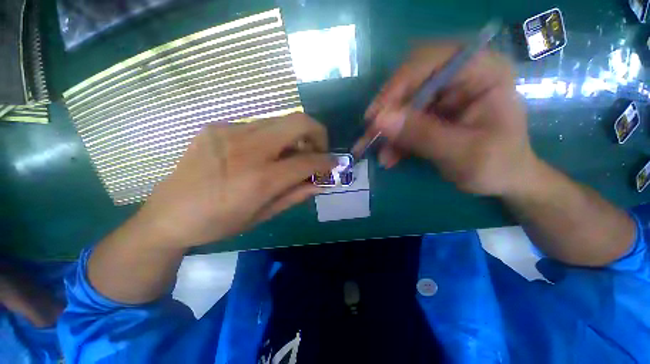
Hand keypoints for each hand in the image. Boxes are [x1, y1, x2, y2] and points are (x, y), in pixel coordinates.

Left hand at [138, 113, 334, 247]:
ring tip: (291, 154)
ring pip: (280, 120)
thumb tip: (322, 182)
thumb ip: (296, 194)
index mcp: (259, 179)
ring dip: (295, 136)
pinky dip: (272, 137)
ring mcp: (229, 132)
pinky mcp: (217, 126)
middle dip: (317, 134)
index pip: (307, 160)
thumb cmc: (219, 222)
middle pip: (298, 121)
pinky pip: (258, 125)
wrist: (168, 215)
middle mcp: (247, 148)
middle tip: (316, 151)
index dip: (327, 161)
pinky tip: (263, 153)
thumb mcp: (263, 215)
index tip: (334, 163)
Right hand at [354, 44, 536, 195]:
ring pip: (403, 105)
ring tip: (379, 154)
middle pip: (410, 81)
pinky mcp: (432, 113)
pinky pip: (404, 121)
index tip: (376, 116)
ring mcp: (444, 95)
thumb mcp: (462, 154)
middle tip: (370, 135)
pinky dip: (394, 140)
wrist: (505, 180)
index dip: (398, 85)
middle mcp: (460, 76)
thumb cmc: (497, 166)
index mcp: (483, 72)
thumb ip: (422, 135)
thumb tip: (380, 120)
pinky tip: (389, 157)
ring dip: (387, 131)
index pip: (431, 60)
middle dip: (388, 112)